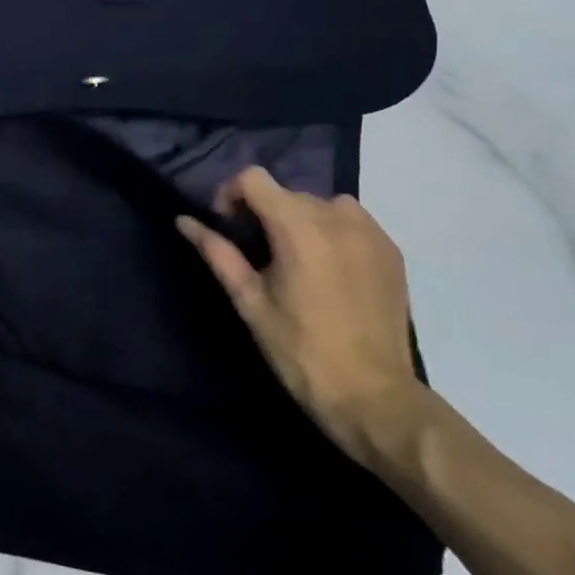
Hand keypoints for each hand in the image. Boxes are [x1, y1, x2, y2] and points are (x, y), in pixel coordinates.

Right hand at [176, 166, 426, 464]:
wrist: (372, 396)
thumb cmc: (299, 350)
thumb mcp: (249, 301)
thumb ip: (217, 252)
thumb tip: (183, 220)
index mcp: (298, 227)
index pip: (253, 178)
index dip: (231, 195)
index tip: (228, 228)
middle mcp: (337, 218)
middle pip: (286, 193)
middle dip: (264, 213)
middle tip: (258, 255)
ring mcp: (370, 232)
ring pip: (319, 204)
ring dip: (299, 220)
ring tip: (296, 261)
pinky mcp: (391, 251)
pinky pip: (352, 221)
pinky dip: (332, 232)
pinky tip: (329, 270)